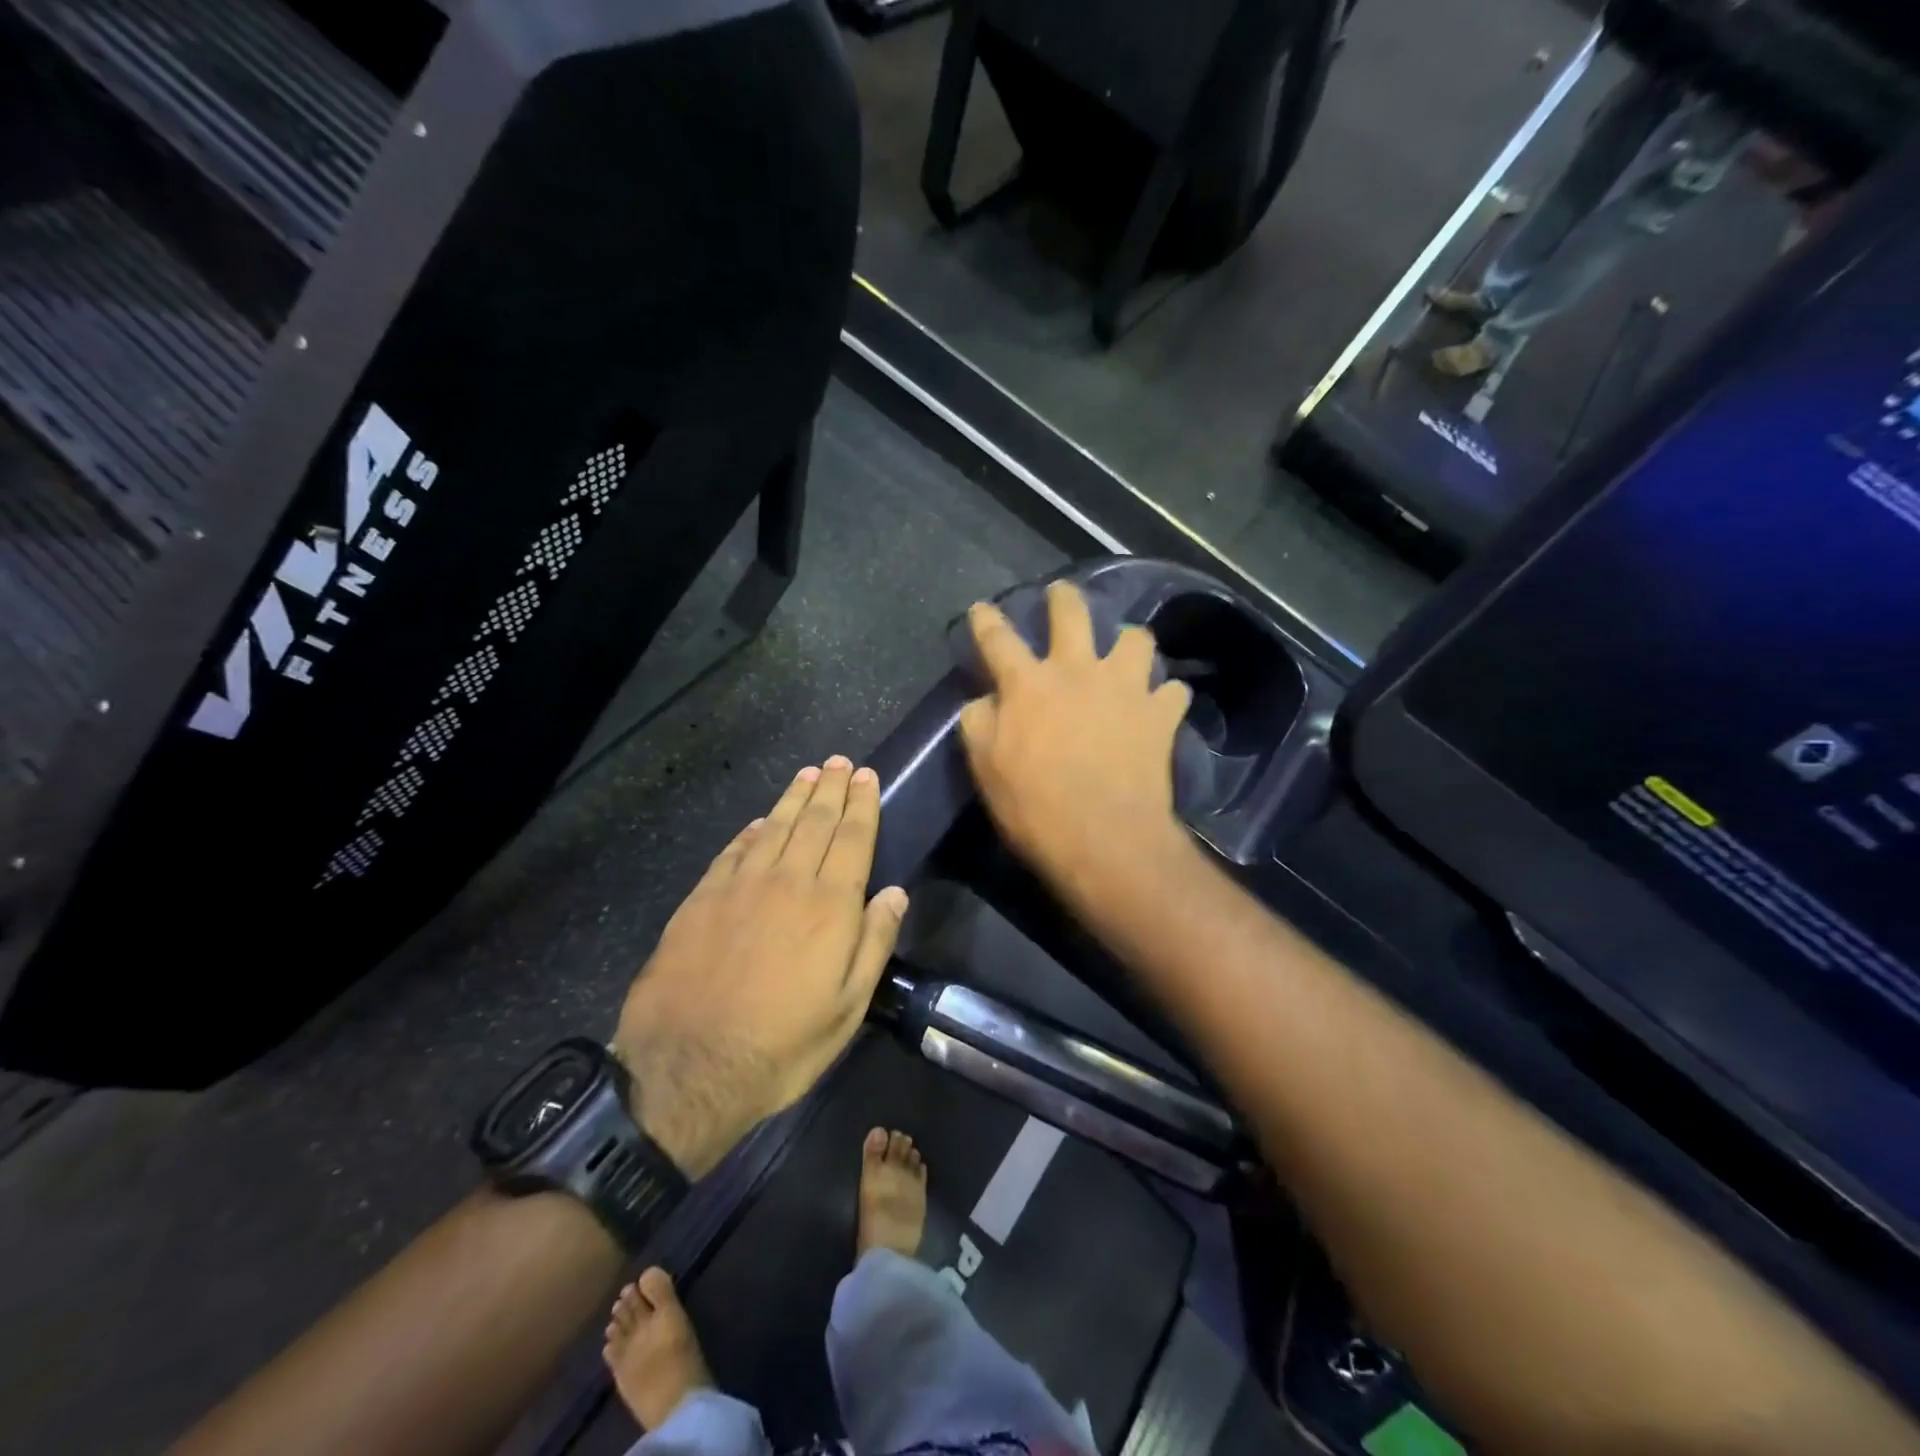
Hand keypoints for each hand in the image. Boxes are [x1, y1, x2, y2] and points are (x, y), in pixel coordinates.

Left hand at [612, 758, 907, 1177]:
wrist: (688, 1067)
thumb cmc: (782, 1044)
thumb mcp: (847, 1008)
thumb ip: (873, 943)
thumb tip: (894, 893)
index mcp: (829, 906)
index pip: (852, 839)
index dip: (861, 805)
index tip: (866, 776)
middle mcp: (787, 882)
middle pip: (814, 823)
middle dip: (830, 789)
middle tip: (839, 762)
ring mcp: (740, 887)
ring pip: (773, 827)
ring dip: (793, 798)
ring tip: (807, 774)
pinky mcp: (702, 899)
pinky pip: (733, 851)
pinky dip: (750, 831)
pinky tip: (758, 821)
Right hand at [959, 581, 1191, 900]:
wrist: (1104, 838)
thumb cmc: (1035, 807)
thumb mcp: (986, 768)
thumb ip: (979, 724)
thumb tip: (983, 700)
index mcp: (1028, 685)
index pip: (998, 639)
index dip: (986, 620)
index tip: (982, 608)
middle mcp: (1077, 671)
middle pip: (1071, 613)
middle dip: (1063, 597)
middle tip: (1062, 594)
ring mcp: (1125, 688)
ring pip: (1135, 639)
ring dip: (1129, 642)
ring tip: (1126, 652)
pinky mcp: (1160, 714)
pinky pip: (1173, 690)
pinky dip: (1166, 694)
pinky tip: (1161, 704)